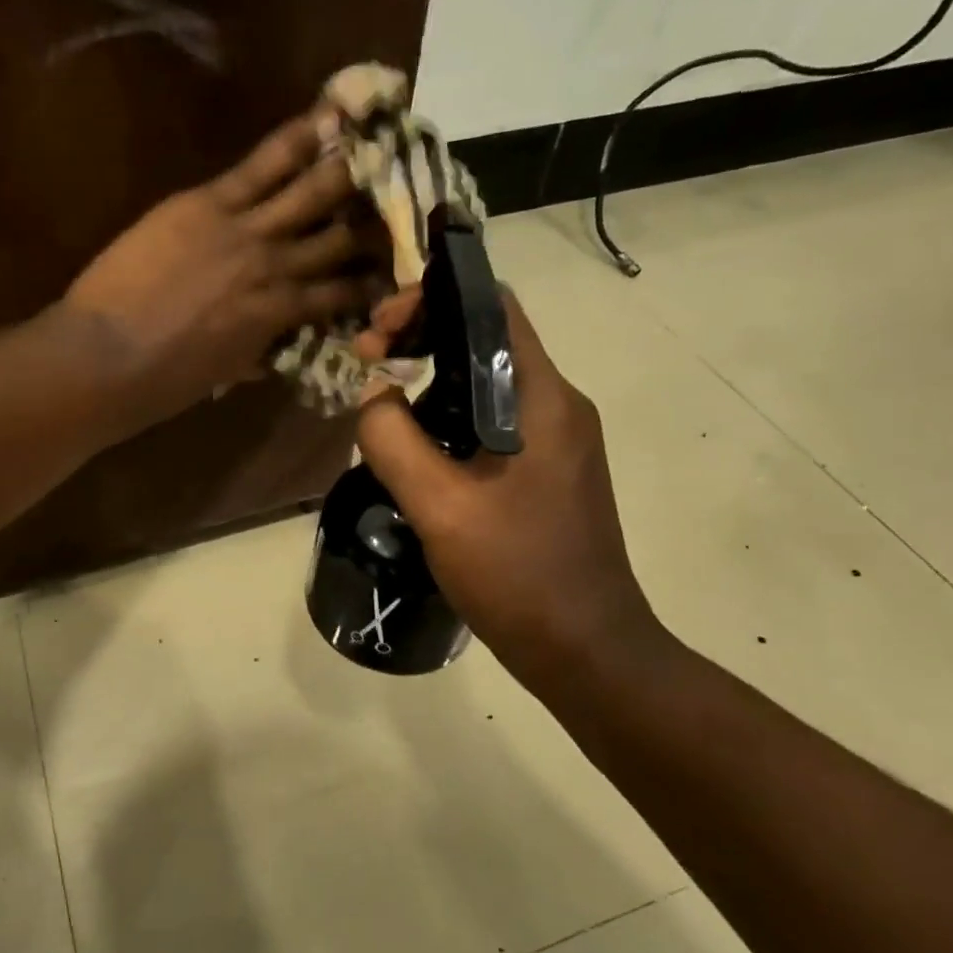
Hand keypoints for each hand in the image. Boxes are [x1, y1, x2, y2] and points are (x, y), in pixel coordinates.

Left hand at [59, 110, 382, 429]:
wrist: (108, 356)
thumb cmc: (163, 381)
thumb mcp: (224, 372)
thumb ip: (256, 352)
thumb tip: (276, 349)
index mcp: (281, 317)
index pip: (341, 295)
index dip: (371, 282)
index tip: (395, 269)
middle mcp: (280, 269)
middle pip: (342, 237)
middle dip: (375, 217)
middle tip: (403, 192)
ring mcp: (248, 231)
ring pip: (312, 192)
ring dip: (349, 168)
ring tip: (380, 141)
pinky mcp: (209, 203)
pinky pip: (262, 164)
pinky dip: (297, 139)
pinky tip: (328, 116)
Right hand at [354, 292, 667, 690]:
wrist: (586, 651)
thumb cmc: (518, 575)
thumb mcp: (440, 507)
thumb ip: (394, 440)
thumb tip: (372, 394)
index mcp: (542, 399)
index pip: (492, 308)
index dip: (431, 301)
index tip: (378, 332)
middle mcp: (556, 407)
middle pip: (484, 343)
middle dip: (420, 340)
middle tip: (366, 367)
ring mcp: (555, 442)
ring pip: (484, 386)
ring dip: (430, 384)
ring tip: (379, 410)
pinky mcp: (545, 473)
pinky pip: (489, 426)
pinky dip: (447, 422)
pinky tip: (413, 453)